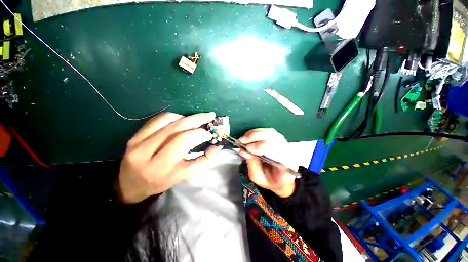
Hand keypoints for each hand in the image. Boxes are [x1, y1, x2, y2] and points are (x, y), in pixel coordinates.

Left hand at [118, 112, 222, 203]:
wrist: (130, 183)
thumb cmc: (161, 181)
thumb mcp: (185, 175)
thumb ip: (204, 161)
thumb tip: (217, 146)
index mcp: (163, 168)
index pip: (184, 142)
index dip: (201, 134)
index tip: (210, 134)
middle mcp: (148, 154)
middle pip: (177, 129)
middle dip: (198, 119)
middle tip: (210, 115)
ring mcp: (138, 143)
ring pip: (168, 121)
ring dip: (187, 117)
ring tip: (197, 119)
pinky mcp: (135, 136)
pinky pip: (158, 119)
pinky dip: (174, 116)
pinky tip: (181, 120)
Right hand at [238, 128, 297, 197]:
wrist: (281, 179)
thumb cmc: (271, 181)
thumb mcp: (259, 178)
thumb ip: (252, 165)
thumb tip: (244, 152)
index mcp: (287, 164)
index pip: (276, 150)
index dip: (260, 147)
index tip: (247, 149)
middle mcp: (288, 151)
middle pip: (273, 137)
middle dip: (255, 137)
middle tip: (242, 141)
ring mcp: (284, 143)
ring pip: (270, 132)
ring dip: (254, 133)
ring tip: (244, 138)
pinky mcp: (279, 139)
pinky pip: (268, 131)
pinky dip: (257, 132)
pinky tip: (249, 136)